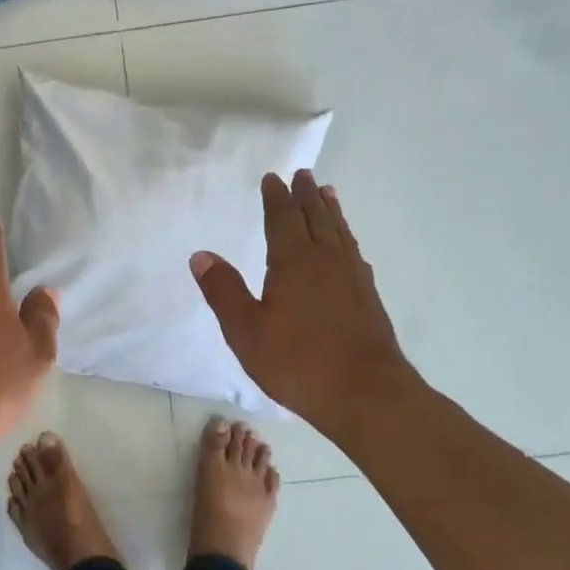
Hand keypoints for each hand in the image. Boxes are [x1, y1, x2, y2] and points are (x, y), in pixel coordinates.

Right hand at [191, 171, 423, 432]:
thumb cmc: (299, 362)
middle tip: (303, 174)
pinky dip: (347, 238)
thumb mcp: (246, 331)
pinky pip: (354, 253)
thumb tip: (201, 255)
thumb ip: (224, 291)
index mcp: (294, 262)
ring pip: (340, 232)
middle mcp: (326, 261)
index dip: (276, 197)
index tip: (273, 177)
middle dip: (306, 195)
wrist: (368, 395)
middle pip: (316, 218)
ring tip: (328, 193)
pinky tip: (348, 246)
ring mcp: (352, 279)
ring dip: (331, 210)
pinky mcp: (368, 299)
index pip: (283, 219)